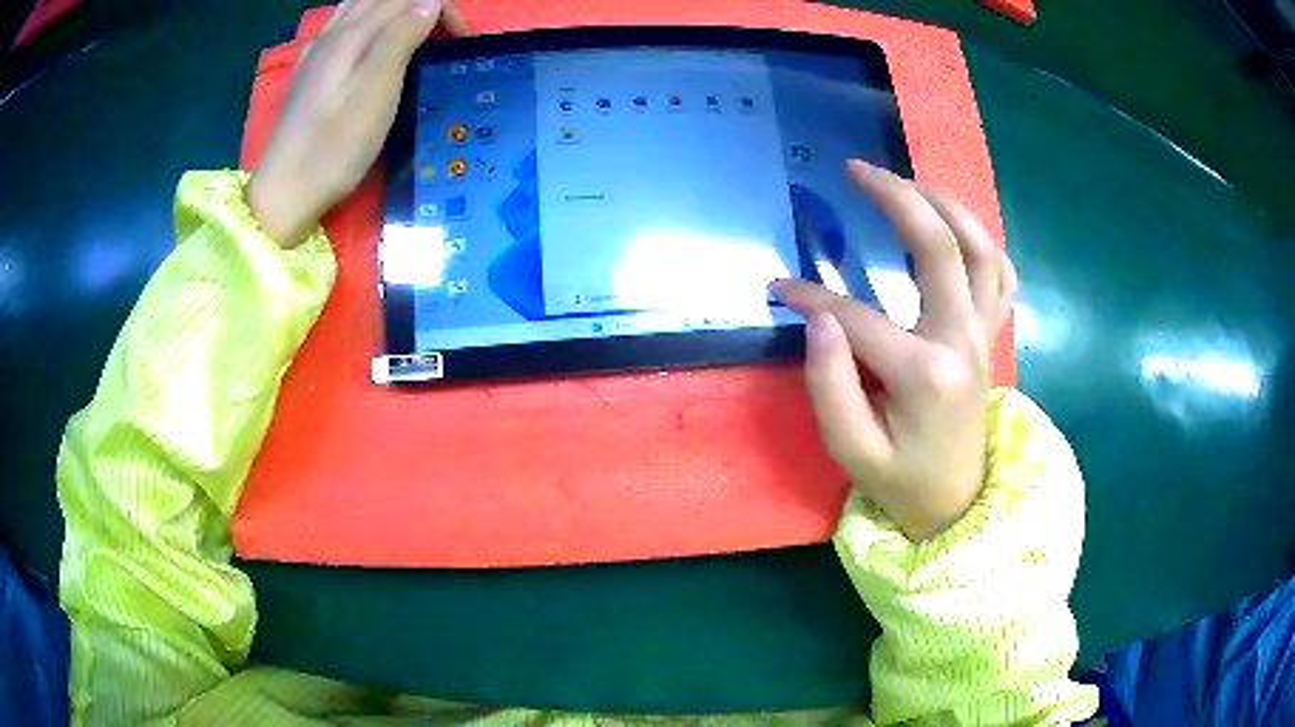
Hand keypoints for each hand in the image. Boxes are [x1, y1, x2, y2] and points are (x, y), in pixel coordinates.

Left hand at [248, 0, 468, 246]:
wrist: (283, 194)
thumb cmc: (334, 147)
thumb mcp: (376, 91)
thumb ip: (401, 38)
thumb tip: (429, 3)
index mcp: (353, 34)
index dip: (442, 8)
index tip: (461, 40)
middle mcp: (333, 33)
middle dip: (419, 4)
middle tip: (442, 32)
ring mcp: (315, 52)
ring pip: (357, 5)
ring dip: (391, 6)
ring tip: (412, 26)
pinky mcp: (307, 72)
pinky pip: (338, 24)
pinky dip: (362, 18)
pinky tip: (365, 35)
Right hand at [774, 160, 1015, 540]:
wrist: (956, 503)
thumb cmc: (901, 482)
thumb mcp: (852, 451)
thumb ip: (830, 385)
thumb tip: (817, 320)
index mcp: (925, 373)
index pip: (857, 316)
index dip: (810, 296)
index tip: (777, 287)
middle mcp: (963, 340)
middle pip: (940, 246)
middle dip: (897, 197)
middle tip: (856, 169)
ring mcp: (984, 334)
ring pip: (981, 248)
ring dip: (945, 204)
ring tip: (906, 181)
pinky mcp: (990, 336)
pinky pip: (1001, 274)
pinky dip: (981, 240)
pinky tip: (953, 226)